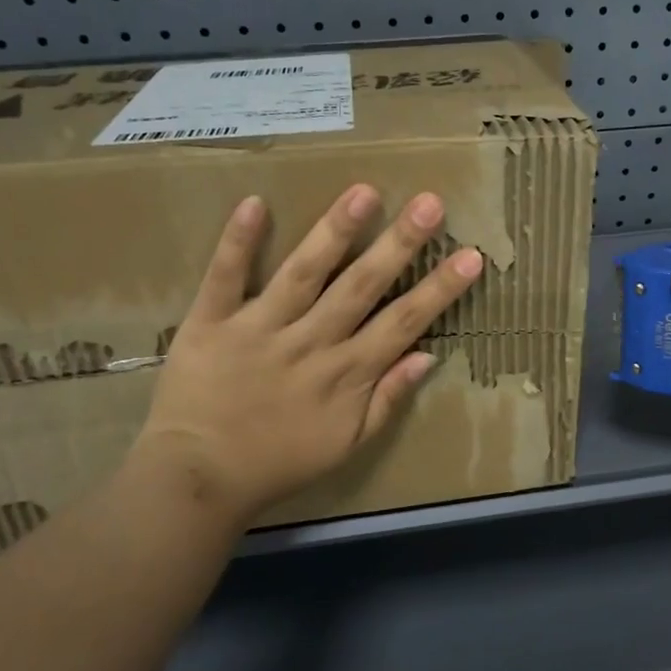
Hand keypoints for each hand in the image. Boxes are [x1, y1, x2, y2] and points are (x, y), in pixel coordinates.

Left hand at [130, 185, 482, 523]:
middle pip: (361, 286)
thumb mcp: (348, 443)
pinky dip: (237, 242)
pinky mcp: (211, 323)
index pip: (404, 322)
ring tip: (364, 192)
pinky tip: (255, 203)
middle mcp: (311, 342)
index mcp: (347, 373)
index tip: (471, 256)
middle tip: (430, 203)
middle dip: (399, 244)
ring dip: (335, 232)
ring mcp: (260, 329)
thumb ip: (388, 398)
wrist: (199, 477)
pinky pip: (225, 278)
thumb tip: (429, 355)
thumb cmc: (280, 462)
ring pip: (303, 273)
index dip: (440, 289)